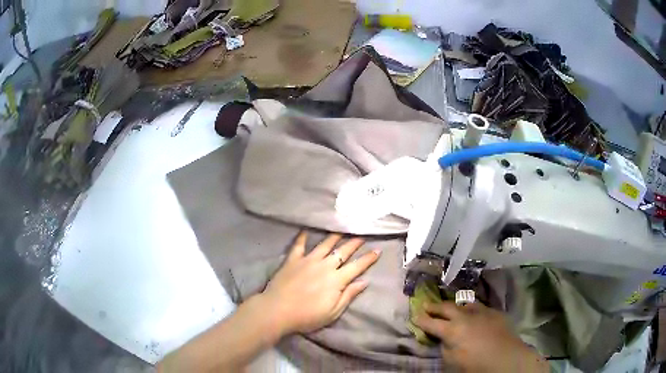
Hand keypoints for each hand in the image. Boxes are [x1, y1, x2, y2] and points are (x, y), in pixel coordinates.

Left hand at [258, 232, 379, 335]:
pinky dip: (303, 237)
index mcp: (336, 279)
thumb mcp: (333, 312)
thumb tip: (365, 282)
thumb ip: (349, 295)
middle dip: (354, 243)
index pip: (357, 266)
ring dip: (334, 236)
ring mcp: (308, 260)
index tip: (377, 250)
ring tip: (341, 229)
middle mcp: (325, 266)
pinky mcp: (293, 260)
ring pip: (324, 244)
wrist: (277, 311)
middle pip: (343, 251)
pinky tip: (306, 229)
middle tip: (362, 234)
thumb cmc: (307, 316)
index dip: (368, 258)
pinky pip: (299, 245)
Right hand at [414, 301, 548, 372]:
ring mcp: (481, 311)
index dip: (421, 320)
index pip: (431, 323)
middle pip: (446, 307)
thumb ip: (445, 348)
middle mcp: (465, 316)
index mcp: (452, 330)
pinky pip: (479, 307)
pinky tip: (472, 314)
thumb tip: (444, 339)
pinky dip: (471, 309)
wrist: (507, 357)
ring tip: (450, 307)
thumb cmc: (476, 365)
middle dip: (434, 306)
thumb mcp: (453, 361)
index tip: (414, 316)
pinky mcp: (494, 312)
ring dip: (454, 306)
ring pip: (464, 303)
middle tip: (426, 304)